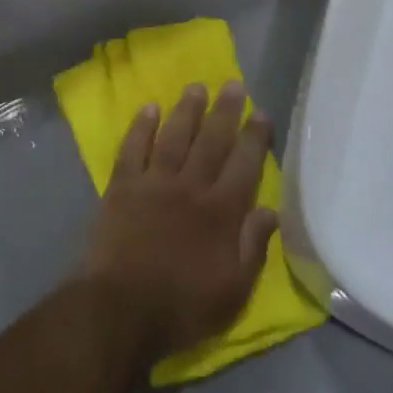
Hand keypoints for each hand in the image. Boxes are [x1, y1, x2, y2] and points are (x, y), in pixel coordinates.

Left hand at [79, 82, 276, 362]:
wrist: (121, 308)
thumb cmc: (183, 307)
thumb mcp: (234, 291)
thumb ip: (253, 248)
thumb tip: (271, 210)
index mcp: (221, 212)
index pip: (245, 165)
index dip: (255, 138)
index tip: (262, 113)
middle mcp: (190, 187)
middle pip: (212, 141)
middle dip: (225, 111)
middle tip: (234, 84)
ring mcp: (153, 183)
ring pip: (174, 136)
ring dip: (187, 110)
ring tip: (197, 87)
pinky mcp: (122, 187)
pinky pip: (133, 148)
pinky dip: (141, 126)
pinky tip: (149, 108)